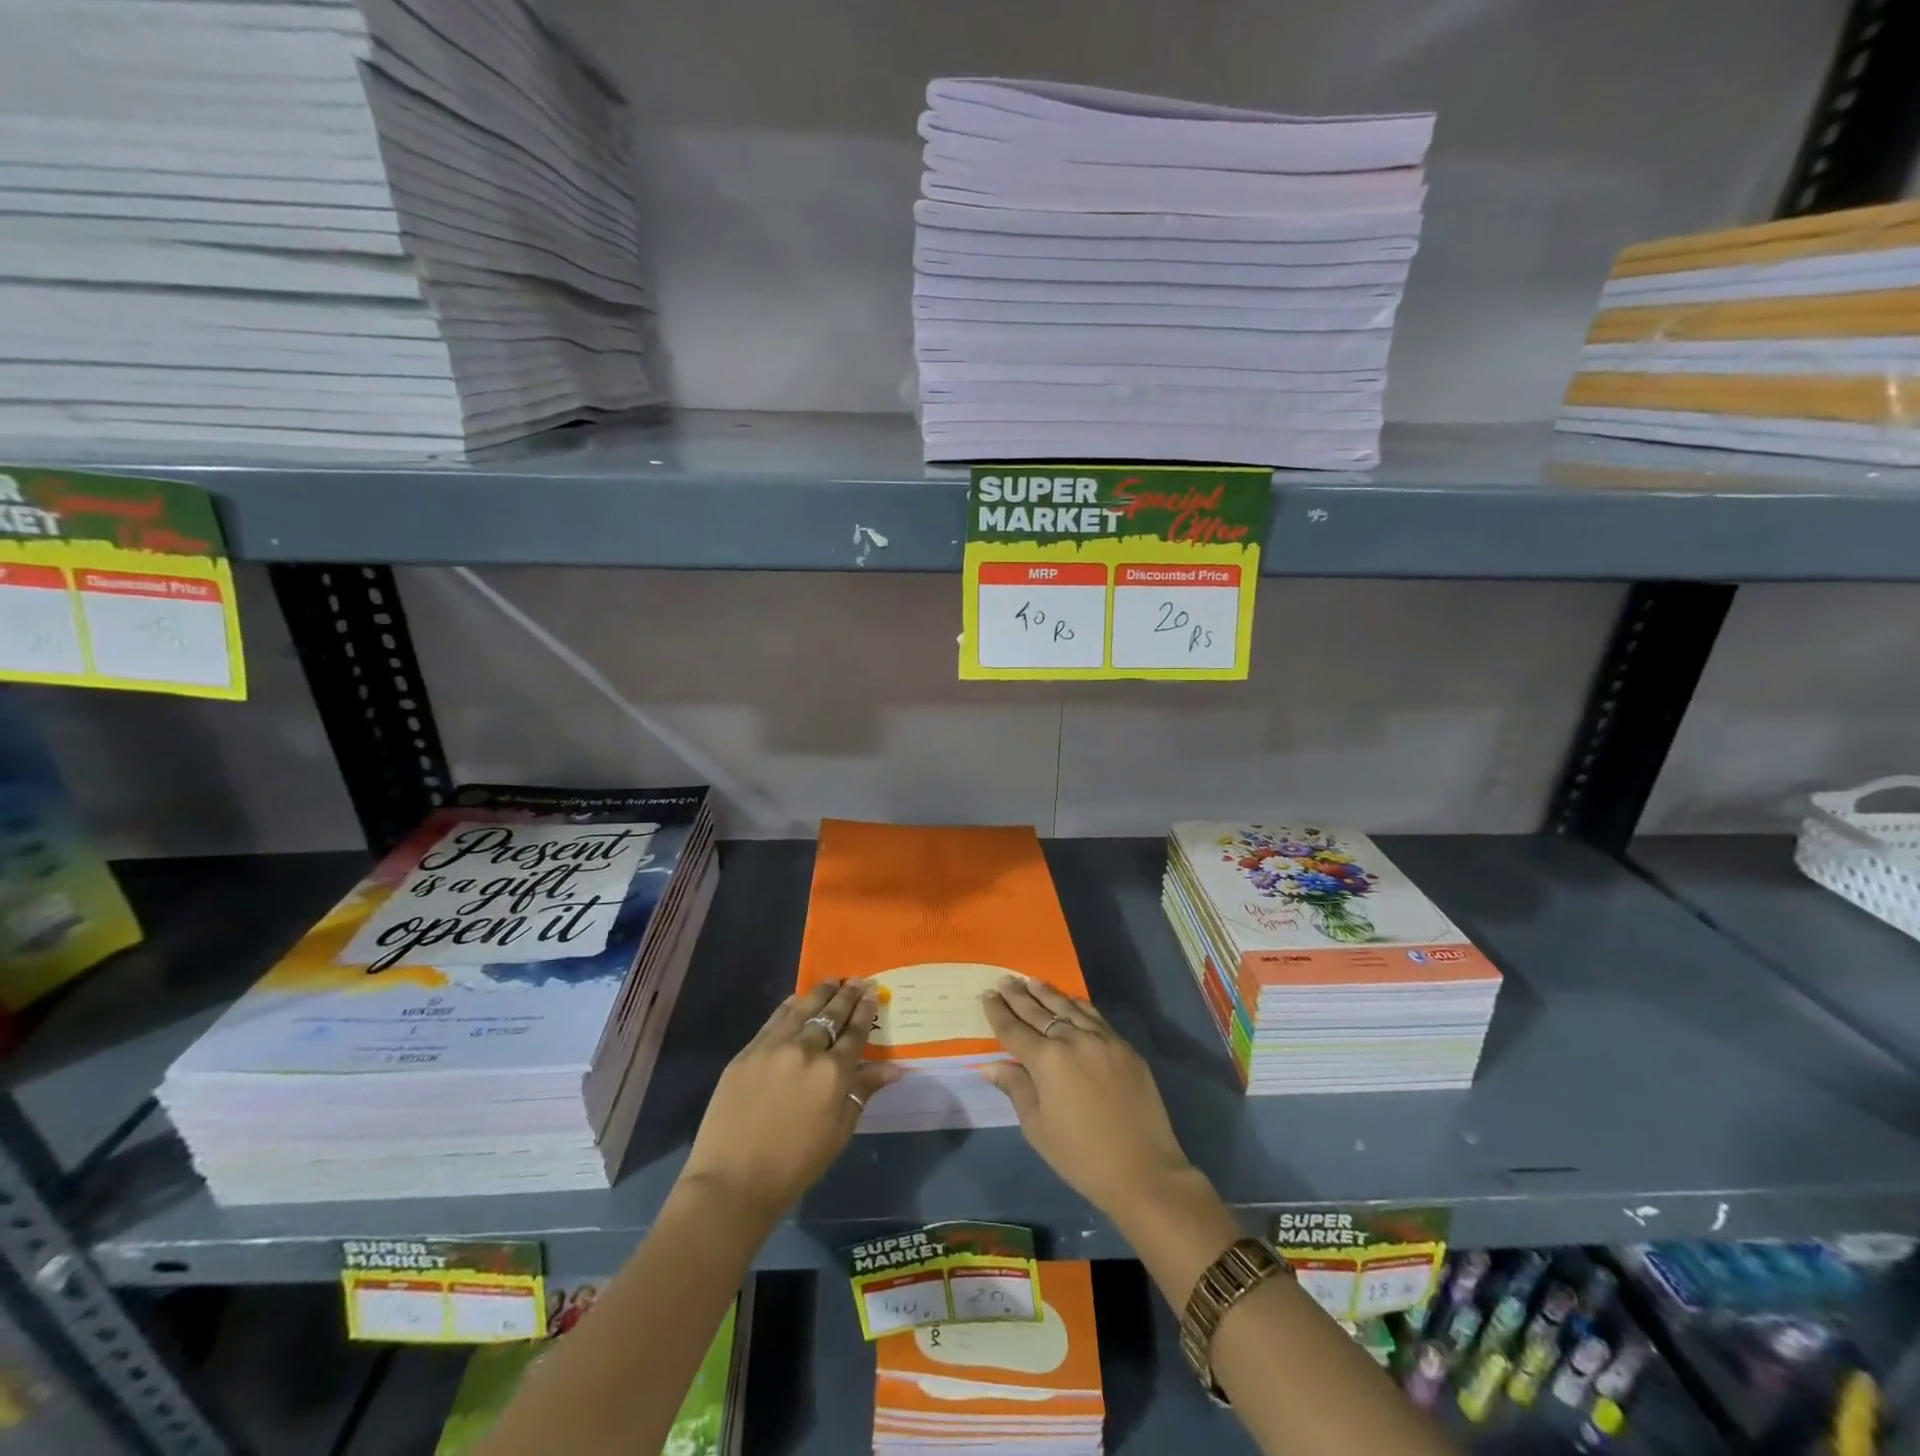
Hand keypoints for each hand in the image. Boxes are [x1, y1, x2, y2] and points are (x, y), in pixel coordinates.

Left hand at [680, 979, 898, 1220]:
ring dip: (820, 992)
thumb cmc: (794, 1165)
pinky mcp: (748, 1052)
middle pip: (831, 1014)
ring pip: (803, 1008)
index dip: (865, 1010)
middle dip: (847, 995)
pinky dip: (790, 1005)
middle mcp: (806, 1050)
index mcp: (832, 1073)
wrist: (733, 1180)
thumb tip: (894, 1068)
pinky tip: (797, 999)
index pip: (855, 1032)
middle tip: (857, 980)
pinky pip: (775, 1019)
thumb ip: (862, 1092)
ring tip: (832, 981)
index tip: (872, 992)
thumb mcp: (839, 1132)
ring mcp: (773, 1047)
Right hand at [982, 976, 1194, 1214]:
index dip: (998, 1012)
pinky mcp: (1124, 1047)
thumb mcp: (1037, 1127)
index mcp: (1047, 1059)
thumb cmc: (1081, 1155)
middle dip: (1019, 996)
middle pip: (1039, 1011)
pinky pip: (1095, 1017)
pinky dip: (1078, 1005)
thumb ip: (1015, 1088)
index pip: (1014, 1029)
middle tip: (1004, 980)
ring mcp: (1102, 1039)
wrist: (1143, 1170)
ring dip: (1047, 993)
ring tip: (1031, 981)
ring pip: (1068, 1007)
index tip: (986, 995)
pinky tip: (1070, 1000)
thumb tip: (990, 1065)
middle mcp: (1073, 1039)